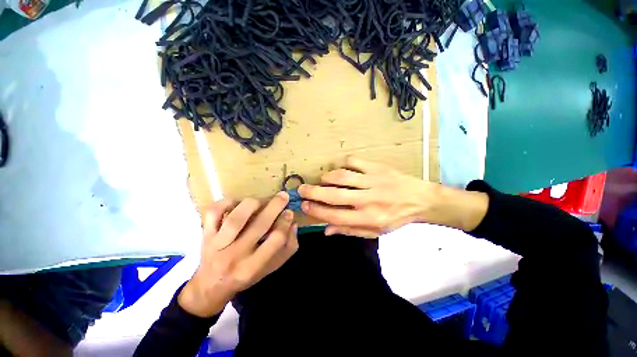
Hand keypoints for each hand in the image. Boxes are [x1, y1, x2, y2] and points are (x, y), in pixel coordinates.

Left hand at [178, 193, 297, 317]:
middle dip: (275, 206)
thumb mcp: (271, 267)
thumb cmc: (246, 276)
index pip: (276, 239)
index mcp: (253, 267)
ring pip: (236, 218)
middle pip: (259, 225)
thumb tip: (293, 223)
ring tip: (260, 201)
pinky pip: (213, 213)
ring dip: (253, 204)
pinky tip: (237, 203)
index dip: (285, 223)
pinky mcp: (205, 234)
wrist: (211, 285)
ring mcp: (217, 244)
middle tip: (283, 196)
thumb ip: (287, 247)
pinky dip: (226, 202)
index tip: (289, 212)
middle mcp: (235, 256)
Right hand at [299, 157, 488, 237]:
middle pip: (334, 195)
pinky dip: (342, 164)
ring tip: (322, 180)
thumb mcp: (374, 231)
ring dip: (327, 178)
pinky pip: (354, 162)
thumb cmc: (395, 218)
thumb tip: (325, 229)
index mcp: (368, 218)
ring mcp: (373, 181)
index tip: (304, 206)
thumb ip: (348, 230)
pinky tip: (340, 170)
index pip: (335, 216)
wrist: (420, 200)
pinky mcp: (377, 167)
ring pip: (341, 176)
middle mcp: (368, 200)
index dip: (316, 211)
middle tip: (301, 189)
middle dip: (313, 192)